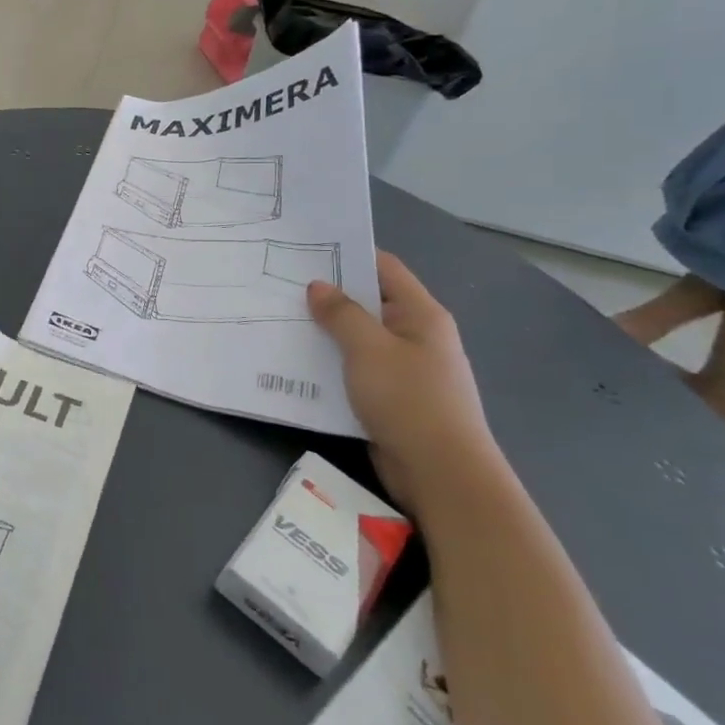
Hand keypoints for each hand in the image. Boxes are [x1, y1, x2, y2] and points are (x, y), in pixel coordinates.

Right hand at [306, 252, 497, 515]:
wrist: (441, 474)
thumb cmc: (409, 400)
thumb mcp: (369, 349)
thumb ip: (341, 314)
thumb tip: (318, 286)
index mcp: (420, 314)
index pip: (384, 268)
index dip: (349, 254)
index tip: (307, 250)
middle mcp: (416, 336)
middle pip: (369, 303)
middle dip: (330, 296)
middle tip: (283, 285)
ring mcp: (405, 369)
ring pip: (359, 339)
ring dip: (326, 333)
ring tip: (282, 321)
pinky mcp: (391, 399)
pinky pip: (356, 370)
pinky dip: (331, 364)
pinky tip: (299, 364)